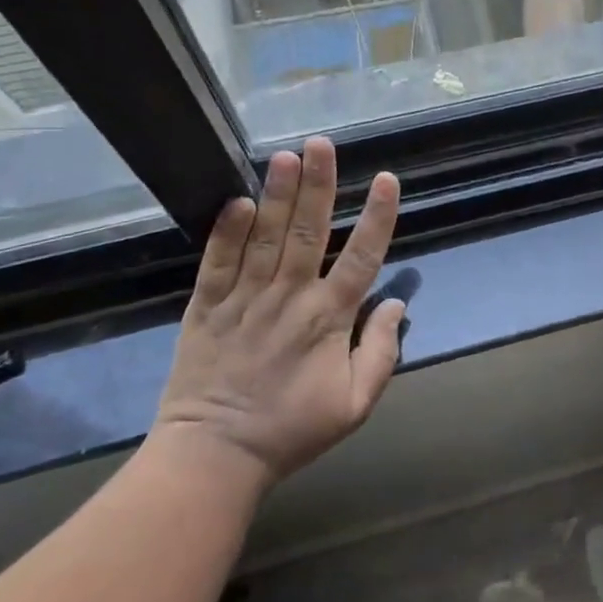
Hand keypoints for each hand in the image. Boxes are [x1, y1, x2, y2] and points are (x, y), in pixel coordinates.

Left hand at [155, 137, 403, 484]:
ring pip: (264, 238)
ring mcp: (243, 299)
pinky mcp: (206, 307)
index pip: (360, 258)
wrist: (214, 457)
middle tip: (321, 144)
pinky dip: (226, 231)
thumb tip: (396, 303)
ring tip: (284, 156)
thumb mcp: (355, 405)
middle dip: (318, 185)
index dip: (377, 217)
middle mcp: (288, 298)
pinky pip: (217, 262)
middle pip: (307, 232)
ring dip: (276, 195)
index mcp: (328, 319)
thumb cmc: (292, 429)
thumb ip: (381, 352)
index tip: (387, 179)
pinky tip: (236, 201)